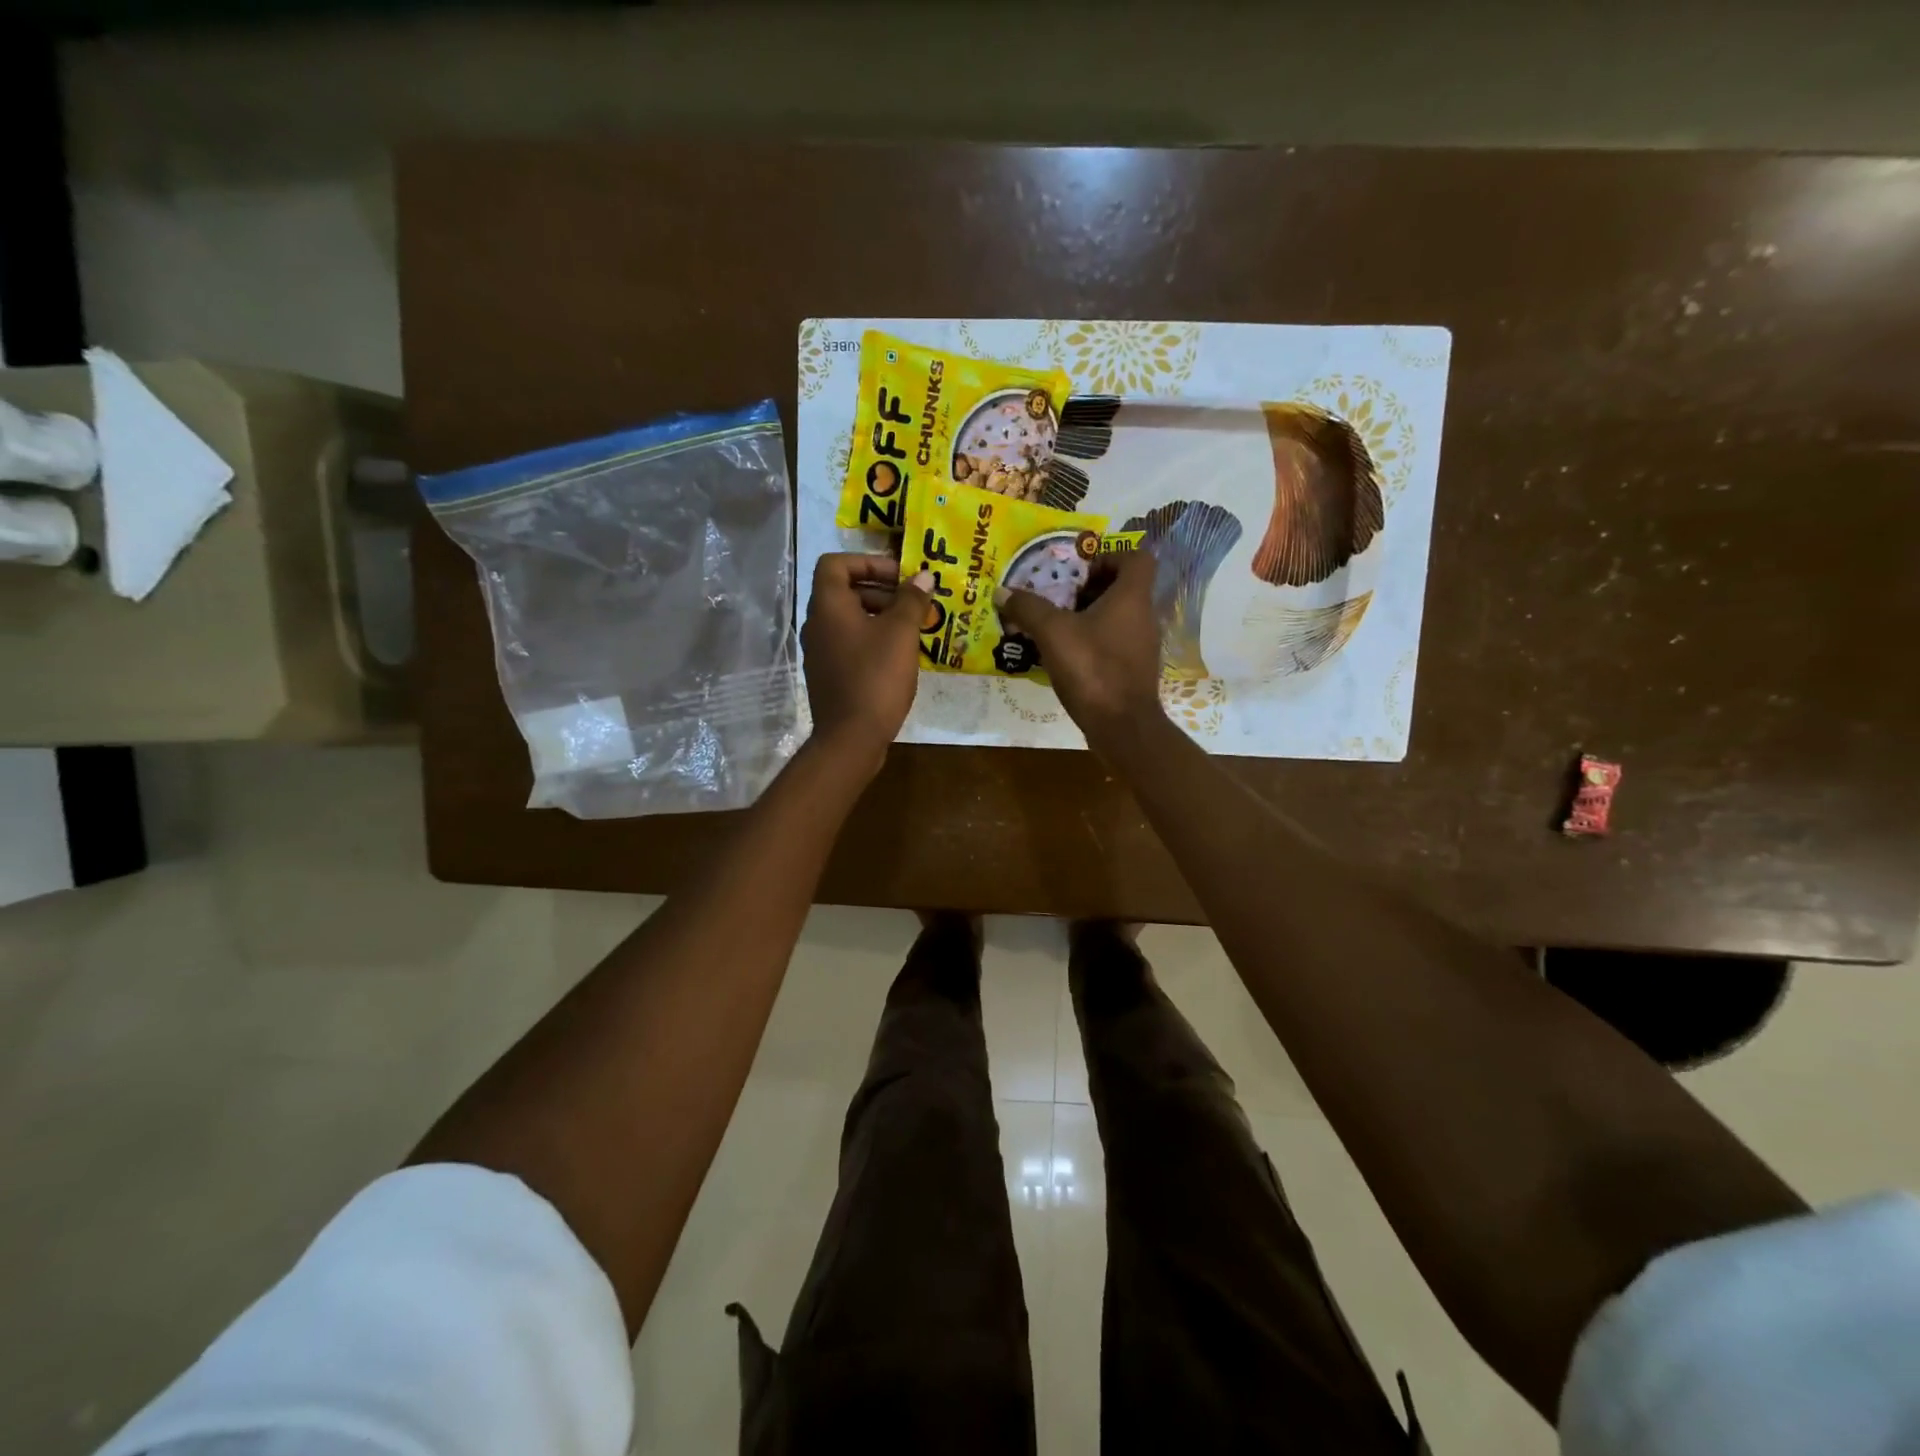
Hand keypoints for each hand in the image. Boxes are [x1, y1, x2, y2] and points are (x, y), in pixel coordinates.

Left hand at [800, 553, 929, 767]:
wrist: (850, 738)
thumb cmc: (875, 677)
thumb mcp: (901, 634)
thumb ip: (912, 600)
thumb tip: (924, 577)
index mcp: (828, 606)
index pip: (836, 564)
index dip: (868, 562)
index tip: (900, 576)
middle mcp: (817, 624)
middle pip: (846, 591)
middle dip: (882, 591)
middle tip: (914, 603)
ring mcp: (820, 652)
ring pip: (850, 619)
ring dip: (881, 616)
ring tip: (914, 629)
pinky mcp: (829, 674)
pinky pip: (851, 644)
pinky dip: (874, 640)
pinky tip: (900, 657)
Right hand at [994, 548, 1163, 746]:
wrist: (1122, 726)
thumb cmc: (1093, 669)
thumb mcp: (1052, 633)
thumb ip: (1028, 608)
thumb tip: (1002, 592)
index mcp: (1132, 597)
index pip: (1135, 558)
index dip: (1109, 555)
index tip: (1079, 570)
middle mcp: (1144, 617)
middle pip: (1123, 588)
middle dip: (1089, 588)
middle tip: (1058, 598)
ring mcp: (1142, 646)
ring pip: (1117, 617)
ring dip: (1088, 617)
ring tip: (1055, 627)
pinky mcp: (1134, 670)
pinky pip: (1114, 643)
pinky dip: (1093, 642)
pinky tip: (1065, 656)